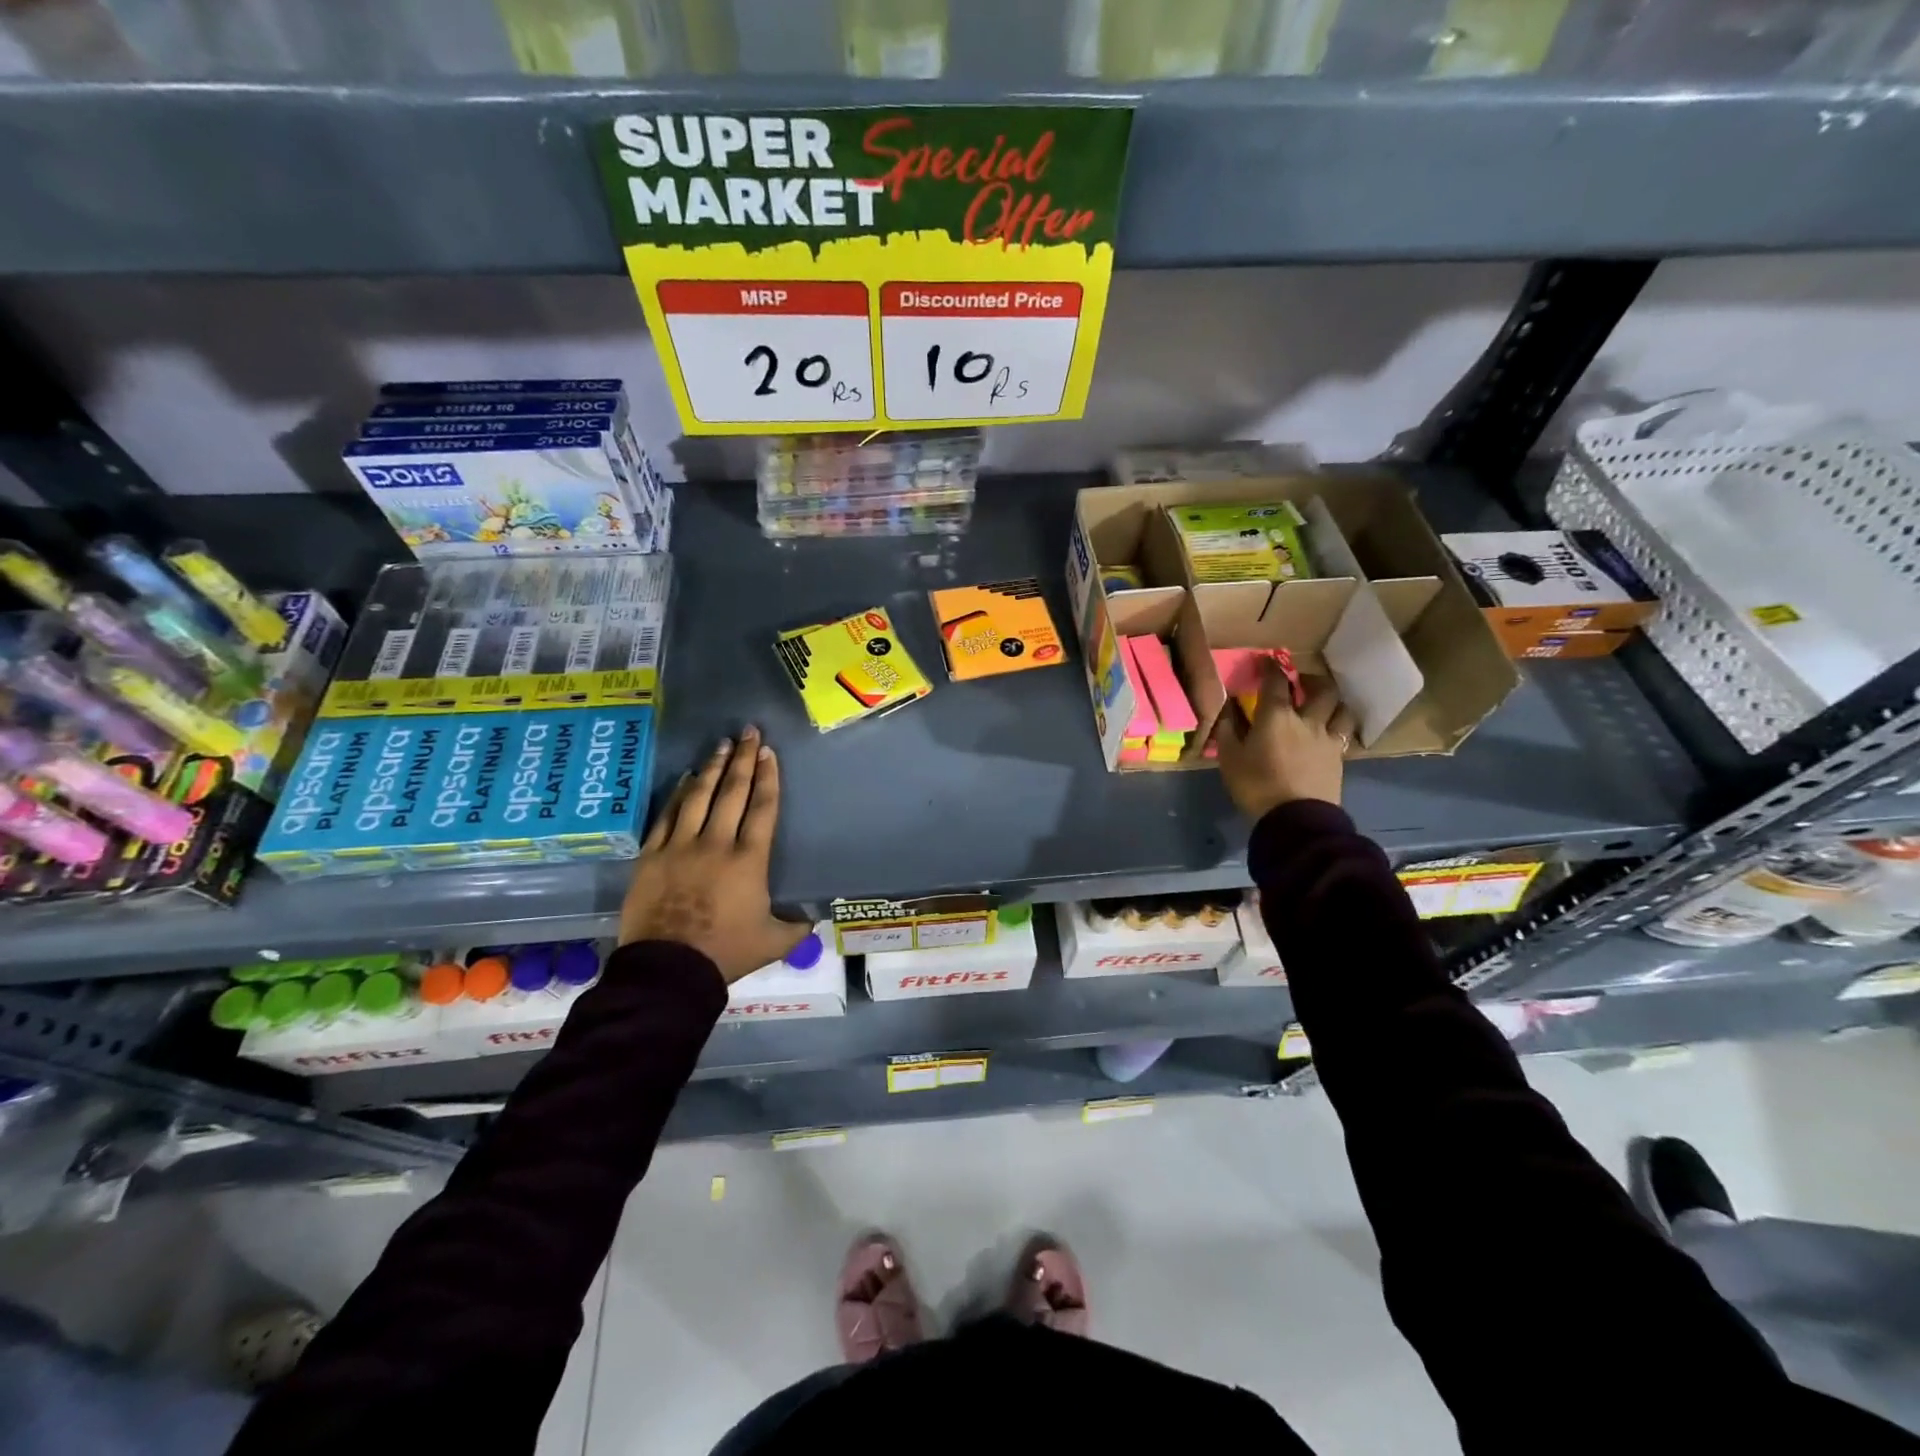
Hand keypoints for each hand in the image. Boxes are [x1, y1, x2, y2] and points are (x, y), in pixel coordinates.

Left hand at [619, 726, 809, 983]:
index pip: (762, 808)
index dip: (768, 777)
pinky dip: (677, 794)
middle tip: (748, 732)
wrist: (668, 971)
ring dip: (712, 768)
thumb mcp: (774, 942)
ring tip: (722, 745)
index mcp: (749, 860)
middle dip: (743, 760)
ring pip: (698, 797)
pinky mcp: (651, 856)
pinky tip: (685, 778)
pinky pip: (666, 816)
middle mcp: (716, 844)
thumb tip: (815, 916)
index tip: (768, 752)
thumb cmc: (726, 953)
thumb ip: (797, 925)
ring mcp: (680, 847)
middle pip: (732, 792)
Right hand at [1212, 661, 1356, 820]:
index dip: (1271, 667)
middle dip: (1312, 680)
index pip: (1275, 681)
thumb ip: (1228, 729)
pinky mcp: (1339, 758)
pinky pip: (1344, 733)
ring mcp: (1328, 738)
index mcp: (1276, 716)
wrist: (1295, 819)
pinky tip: (1329, 732)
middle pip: (1322, 689)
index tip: (1267, 661)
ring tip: (1323, 706)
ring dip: (1332, 702)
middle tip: (1302, 683)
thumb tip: (1229, 708)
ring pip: (1341, 708)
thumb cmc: (1256, 785)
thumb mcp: (1230, 758)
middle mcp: (1307, 720)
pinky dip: (1338, 726)